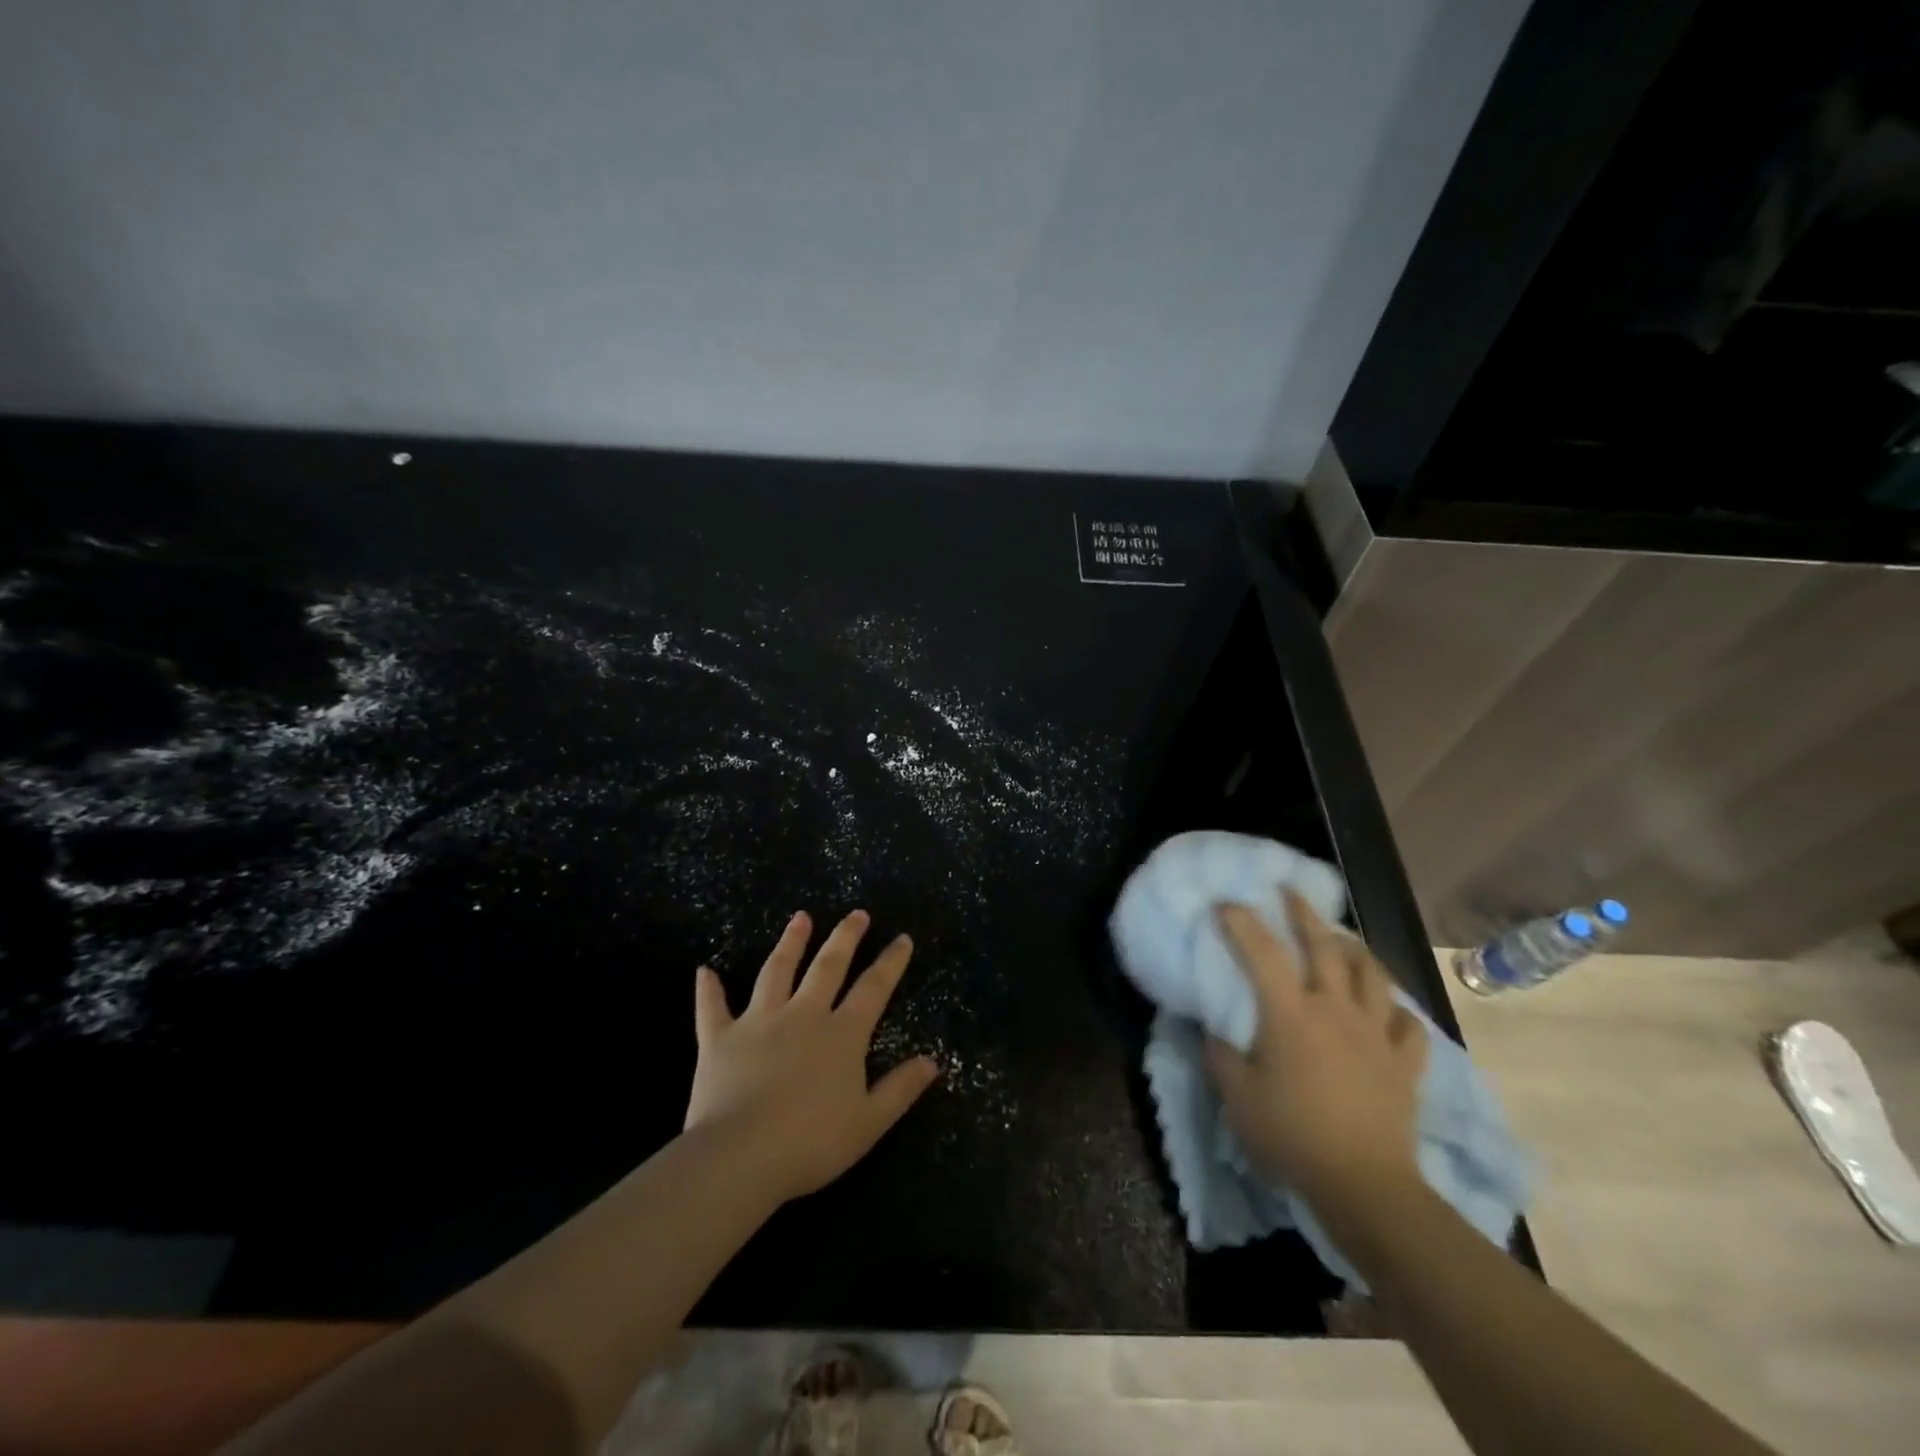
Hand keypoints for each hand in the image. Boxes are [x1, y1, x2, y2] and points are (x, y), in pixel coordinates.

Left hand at [684, 910, 939, 1203]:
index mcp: (841, 1034)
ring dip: (790, 942)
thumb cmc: (810, 1143)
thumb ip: (901, 1089)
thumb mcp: (869, 1122)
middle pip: (827, 966)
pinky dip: (709, 990)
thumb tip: (933, 1061)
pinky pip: (713, 1008)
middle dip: (845, 937)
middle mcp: (803, 1015)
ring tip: (800, 918)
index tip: (902, 938)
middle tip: (857, 914)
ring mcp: (759, 1021)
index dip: (890, 962)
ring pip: (777, 971)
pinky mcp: (720, 1038)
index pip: (873, 988)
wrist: (739, 1157)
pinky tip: (705, 970)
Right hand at [1204, 891, 1427, 1218]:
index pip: (1262, 950)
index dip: (1241, 920)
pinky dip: (1396, 1010)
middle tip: (1289, 893)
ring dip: (1355, 949)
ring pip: (1372, 974)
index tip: (1225, 904)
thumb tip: (1214, 1026)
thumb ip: (1221, 1054)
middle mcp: (1335, 1009)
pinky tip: (1386, 1009)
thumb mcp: (1238, 1096)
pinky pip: (1406, 1024)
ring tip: (1342, 940)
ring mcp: (1375, 1033)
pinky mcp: (1404, 1062)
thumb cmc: (1292, 1136)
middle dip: (1303, 913)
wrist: (1364, 1186)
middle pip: (1324, 945)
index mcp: (1290, 1013)